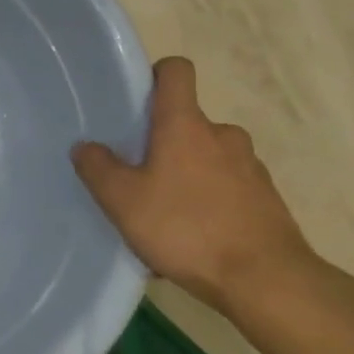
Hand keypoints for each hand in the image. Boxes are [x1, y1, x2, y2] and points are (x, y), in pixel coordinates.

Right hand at [72, 56, 317, 322]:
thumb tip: (86, 146)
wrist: (268, 282)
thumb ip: (98, 168)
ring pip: (208, 158)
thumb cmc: (187, 228)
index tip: (137, 101)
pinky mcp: (267, 200)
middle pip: (188, 122)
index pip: (176, 71)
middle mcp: (222, 135)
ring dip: (187, 175)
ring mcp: (250, 167)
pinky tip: (193, 240)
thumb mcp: (123, 201)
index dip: (156, 75)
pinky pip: (228, 189)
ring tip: (164, 215)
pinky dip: (209, 203)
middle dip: (164, 142)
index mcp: (185, 124)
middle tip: (139, 174)